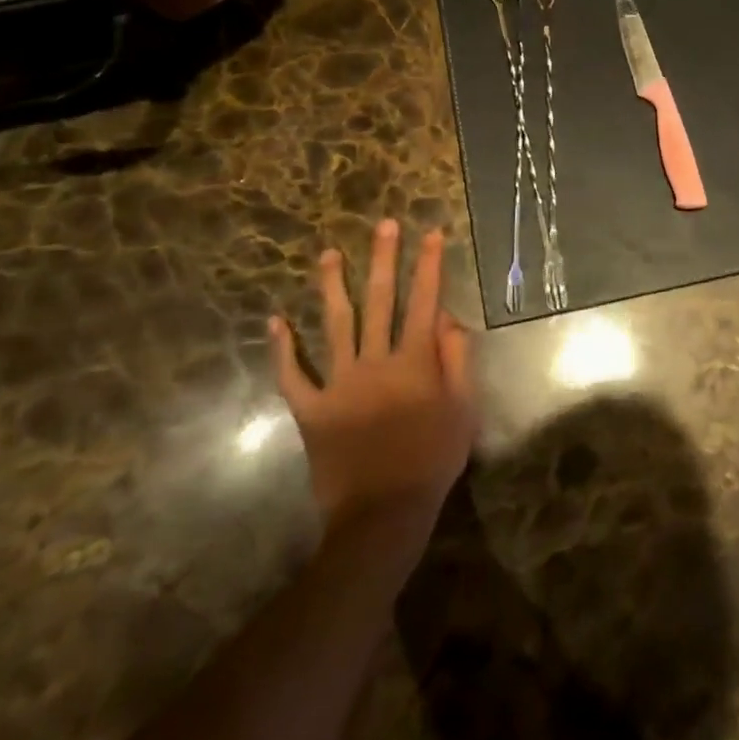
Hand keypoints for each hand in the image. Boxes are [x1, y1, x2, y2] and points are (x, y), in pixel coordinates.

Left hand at [267, 220, 474, 535]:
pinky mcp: (312, 409)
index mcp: (414, 361)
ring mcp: (339, 383)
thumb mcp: (463, 408)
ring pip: (335, 325)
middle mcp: (376, 361)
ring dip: (332, 287)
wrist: (383, 513)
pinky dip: (282, 349)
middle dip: (384, 259)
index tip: (430, 233)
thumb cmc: (433, 458)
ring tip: (328, 255)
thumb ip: (457, 359)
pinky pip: (293, 376)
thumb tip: (447, 317)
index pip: (424, 301)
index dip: (429, 265)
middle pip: (381, 301)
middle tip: (383, 225)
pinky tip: (275, 321)